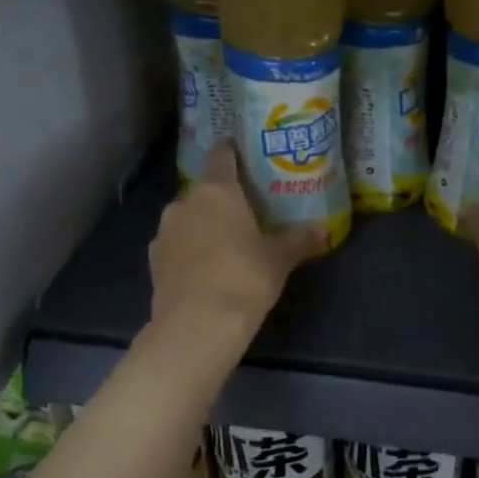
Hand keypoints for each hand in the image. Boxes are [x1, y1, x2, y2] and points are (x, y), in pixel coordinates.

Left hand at [149, 145, 325, 326]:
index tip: (248, 156)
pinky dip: (191, 248)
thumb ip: (300, 240)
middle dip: (225, 197)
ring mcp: (164, 231)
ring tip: (228, 241)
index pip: (222, 155)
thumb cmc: (243, 279)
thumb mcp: (280, 260)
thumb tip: (324, 229)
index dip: (234, 152)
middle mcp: (185, 203)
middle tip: (249, 209)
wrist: (196, 325)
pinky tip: (207, 266)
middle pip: (206, 190)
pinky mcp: (154, 260)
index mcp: (217, 191)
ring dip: (205, 224)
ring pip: (189, 217)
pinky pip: (177, 243)